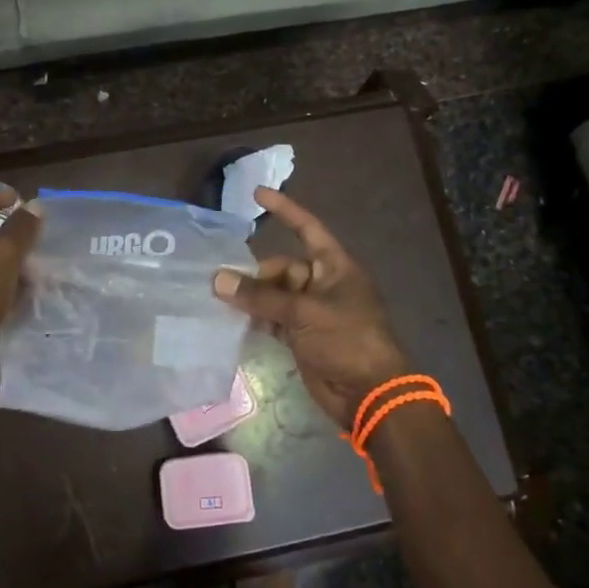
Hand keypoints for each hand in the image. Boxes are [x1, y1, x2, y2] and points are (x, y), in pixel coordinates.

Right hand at [213, 189, 409, 429]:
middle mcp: (322, 284)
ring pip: (274, 294)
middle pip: (282, 267)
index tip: (257, 193)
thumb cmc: (347, 340)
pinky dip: (256, 318)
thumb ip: (261, 297)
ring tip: (219, 299)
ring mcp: (312, 311)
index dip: (284, 210)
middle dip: (255, 274)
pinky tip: (232, 320)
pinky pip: (273, 318)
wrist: (370, 394)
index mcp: (334, 266)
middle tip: (222, 283)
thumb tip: (218, 279)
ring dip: (251, 297)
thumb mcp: (304, 313)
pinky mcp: (302, 336)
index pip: (306, 228)